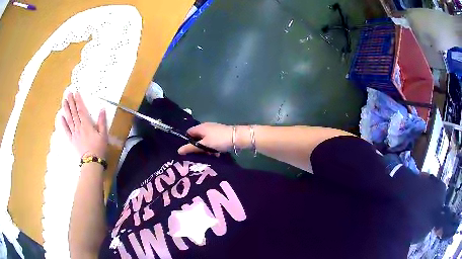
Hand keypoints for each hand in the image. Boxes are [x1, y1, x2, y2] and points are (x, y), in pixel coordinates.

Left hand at [61, 92, 107, 158]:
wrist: (92, 161)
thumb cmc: (99, 147)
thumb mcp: (103, 134)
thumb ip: (102, 121)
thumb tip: (102, 109)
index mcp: (86, 125)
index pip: (81, 110)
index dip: (78, 101)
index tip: (76, 93)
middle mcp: (79, 127)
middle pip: (74, 113)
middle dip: (71, 102)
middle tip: (68, 93)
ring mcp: (74, 133)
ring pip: (69, 119)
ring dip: (66, 109)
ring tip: (64, 101)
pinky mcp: (71, 139)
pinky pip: (66, 130)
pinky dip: (63, 123)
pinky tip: (60, 117)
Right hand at [178, 123, 233, 154]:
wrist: (237, 137)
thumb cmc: (218, 140)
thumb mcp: (204, 145)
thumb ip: (191, 148)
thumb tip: (178, 150)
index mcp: (200, 127)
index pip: (188, 132)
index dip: (187, 141)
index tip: (188, 151)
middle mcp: (206, 126)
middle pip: (197, 137)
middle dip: (197, 146)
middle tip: (199, 155)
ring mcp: (214, 130)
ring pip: (205, 140)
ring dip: (206, 148)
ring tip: (209, 155)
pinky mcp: (220, 134)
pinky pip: (213, 141)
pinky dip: (213, 147)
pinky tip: (216, 154)